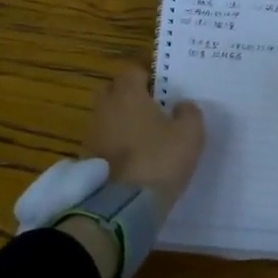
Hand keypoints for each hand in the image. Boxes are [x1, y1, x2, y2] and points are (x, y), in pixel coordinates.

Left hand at [81, 65, 205, 218]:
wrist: (121, 207)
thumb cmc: (159, 161)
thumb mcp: (189, 135)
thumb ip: (189, 113)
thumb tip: (182, 105)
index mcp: (127, 94)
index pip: (133, 71)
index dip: (148, 77)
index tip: (163, 89)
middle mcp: (105, 108)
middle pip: (115, 91)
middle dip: (130, 96)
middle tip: (153, 109)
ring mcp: (92, 134)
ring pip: (108, 117)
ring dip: (122, 122)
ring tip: (144, 137)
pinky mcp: (87, 159)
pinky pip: (104, 141)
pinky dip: (116, 145)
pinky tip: (133, 158)